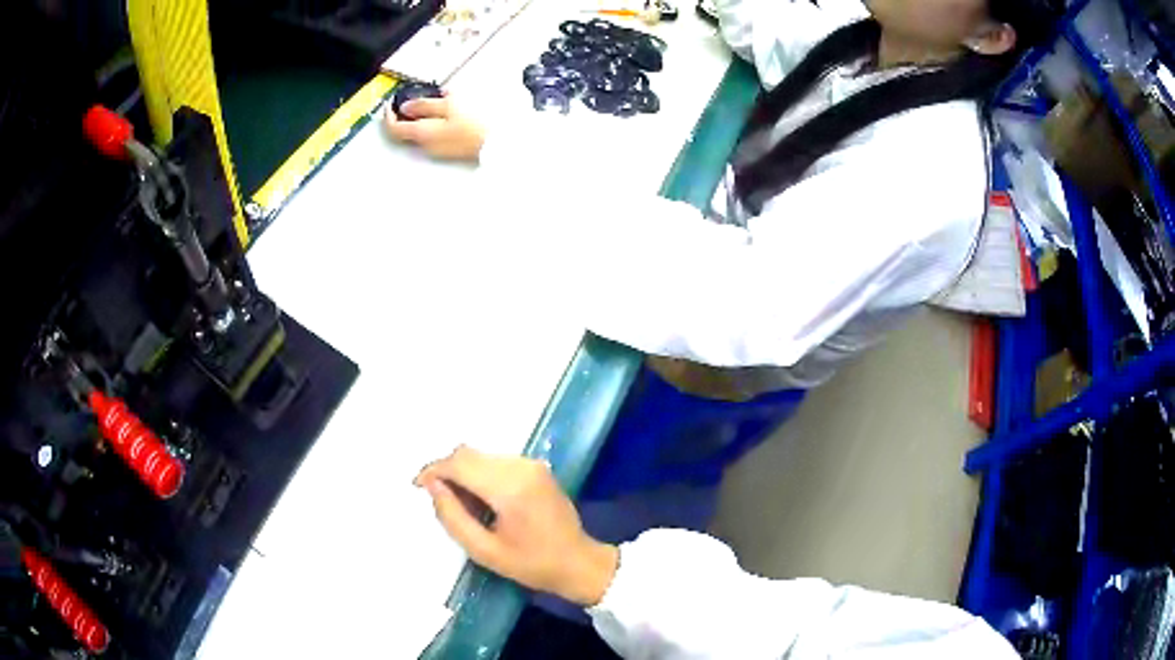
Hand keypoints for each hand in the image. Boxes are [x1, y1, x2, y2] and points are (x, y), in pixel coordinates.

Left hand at [384, 96, 486, 162]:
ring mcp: (436, 150)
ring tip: (432, 103)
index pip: (393, 128)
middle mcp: (424, 145)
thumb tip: (406, 107)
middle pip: (405, 131)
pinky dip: (431, 124)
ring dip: (420, 118)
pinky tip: (445, 114)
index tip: (391, 102)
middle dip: (404, 115)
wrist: (497, 143)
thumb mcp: (448, 105)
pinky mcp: (448, 150)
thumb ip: (424, 105)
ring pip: (419, 133)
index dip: (388, 115)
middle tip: (410, 100)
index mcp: (422, 133)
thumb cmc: (474, 122)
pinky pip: (432, 136)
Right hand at [415, 446, 618, 605]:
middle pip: (469, 454)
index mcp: (510, 488)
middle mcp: (522, 467)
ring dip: (464, 473)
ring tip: (464, 506)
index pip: (460, 464)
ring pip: (482, 456)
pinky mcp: (537, 467)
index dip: (434, 470)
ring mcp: (532, 464)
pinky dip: (481, 474)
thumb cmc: (532, 564)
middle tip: (440, 499)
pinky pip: (497, 461)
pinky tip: (482, 500)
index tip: (417, 485)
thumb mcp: (484, 551)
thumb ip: (453, 516)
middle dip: (448, 471)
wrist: (579, 562)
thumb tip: (433, 486)